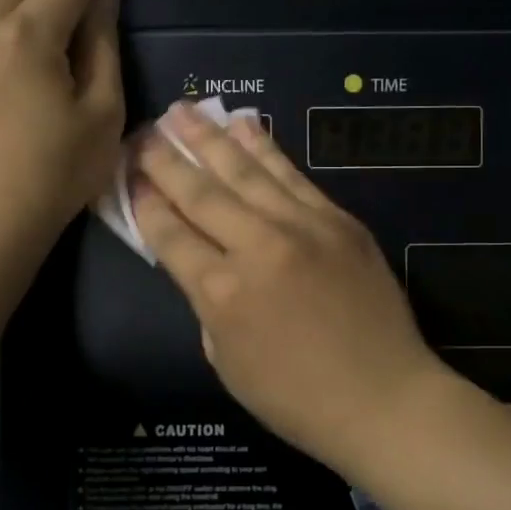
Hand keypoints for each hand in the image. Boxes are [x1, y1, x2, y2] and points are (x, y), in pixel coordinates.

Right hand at [131, 103, 444, 468]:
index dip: (144, 202)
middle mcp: (256, 247)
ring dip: (210, 138)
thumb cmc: (297, 399)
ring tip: (183, 111)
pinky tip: (245, 124)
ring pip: (245, 172)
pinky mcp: (338, 220)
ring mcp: (302, 227)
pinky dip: (266, 148)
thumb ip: (207, 305)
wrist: (384, 398)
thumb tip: (202, 263)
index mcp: (221, 292)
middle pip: (201, 192)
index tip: (127, 173)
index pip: (169, 234)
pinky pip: (293, 176)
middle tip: (143, 132)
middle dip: (166, 159)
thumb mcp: (227, 362)